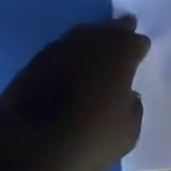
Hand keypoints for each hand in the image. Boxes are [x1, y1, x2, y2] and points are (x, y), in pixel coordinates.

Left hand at [0, 16, 149, 170]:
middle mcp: (93, 39)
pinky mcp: (37, 58)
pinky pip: (62, 52)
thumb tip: (129, 96)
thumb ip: (134, 109)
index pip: (137, 42)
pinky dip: (69, 58)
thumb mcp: (127, 135)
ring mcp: (62, 45)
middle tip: (123, 36)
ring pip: (85, 36)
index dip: (140, 48)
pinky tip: (69, 69)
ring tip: (96, 54)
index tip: (141, 54)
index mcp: (121, 52)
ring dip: (92, 43)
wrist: (30, 142)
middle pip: (111, 29)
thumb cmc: (89, 137)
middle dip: (119, 32)